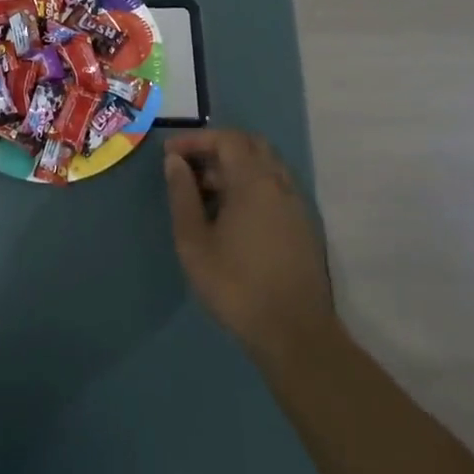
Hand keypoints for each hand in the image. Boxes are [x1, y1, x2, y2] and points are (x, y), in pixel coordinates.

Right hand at [164, 129, 339, 362]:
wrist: (295, 334)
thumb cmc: (236, 284)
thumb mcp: (194, 241)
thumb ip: (182, 195)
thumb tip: (174, 162)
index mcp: (255, 182)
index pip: (227, 139)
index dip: (196, 139)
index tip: (170, 154)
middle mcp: (280, 185)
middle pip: (251, 146)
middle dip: (217, 148)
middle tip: (189, 167)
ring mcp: (296, 206)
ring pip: (265, 167)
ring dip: (234, 168)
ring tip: (203, 194)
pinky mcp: (303, 227)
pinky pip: (274, 189)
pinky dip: (250, 186)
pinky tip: (229, 216)